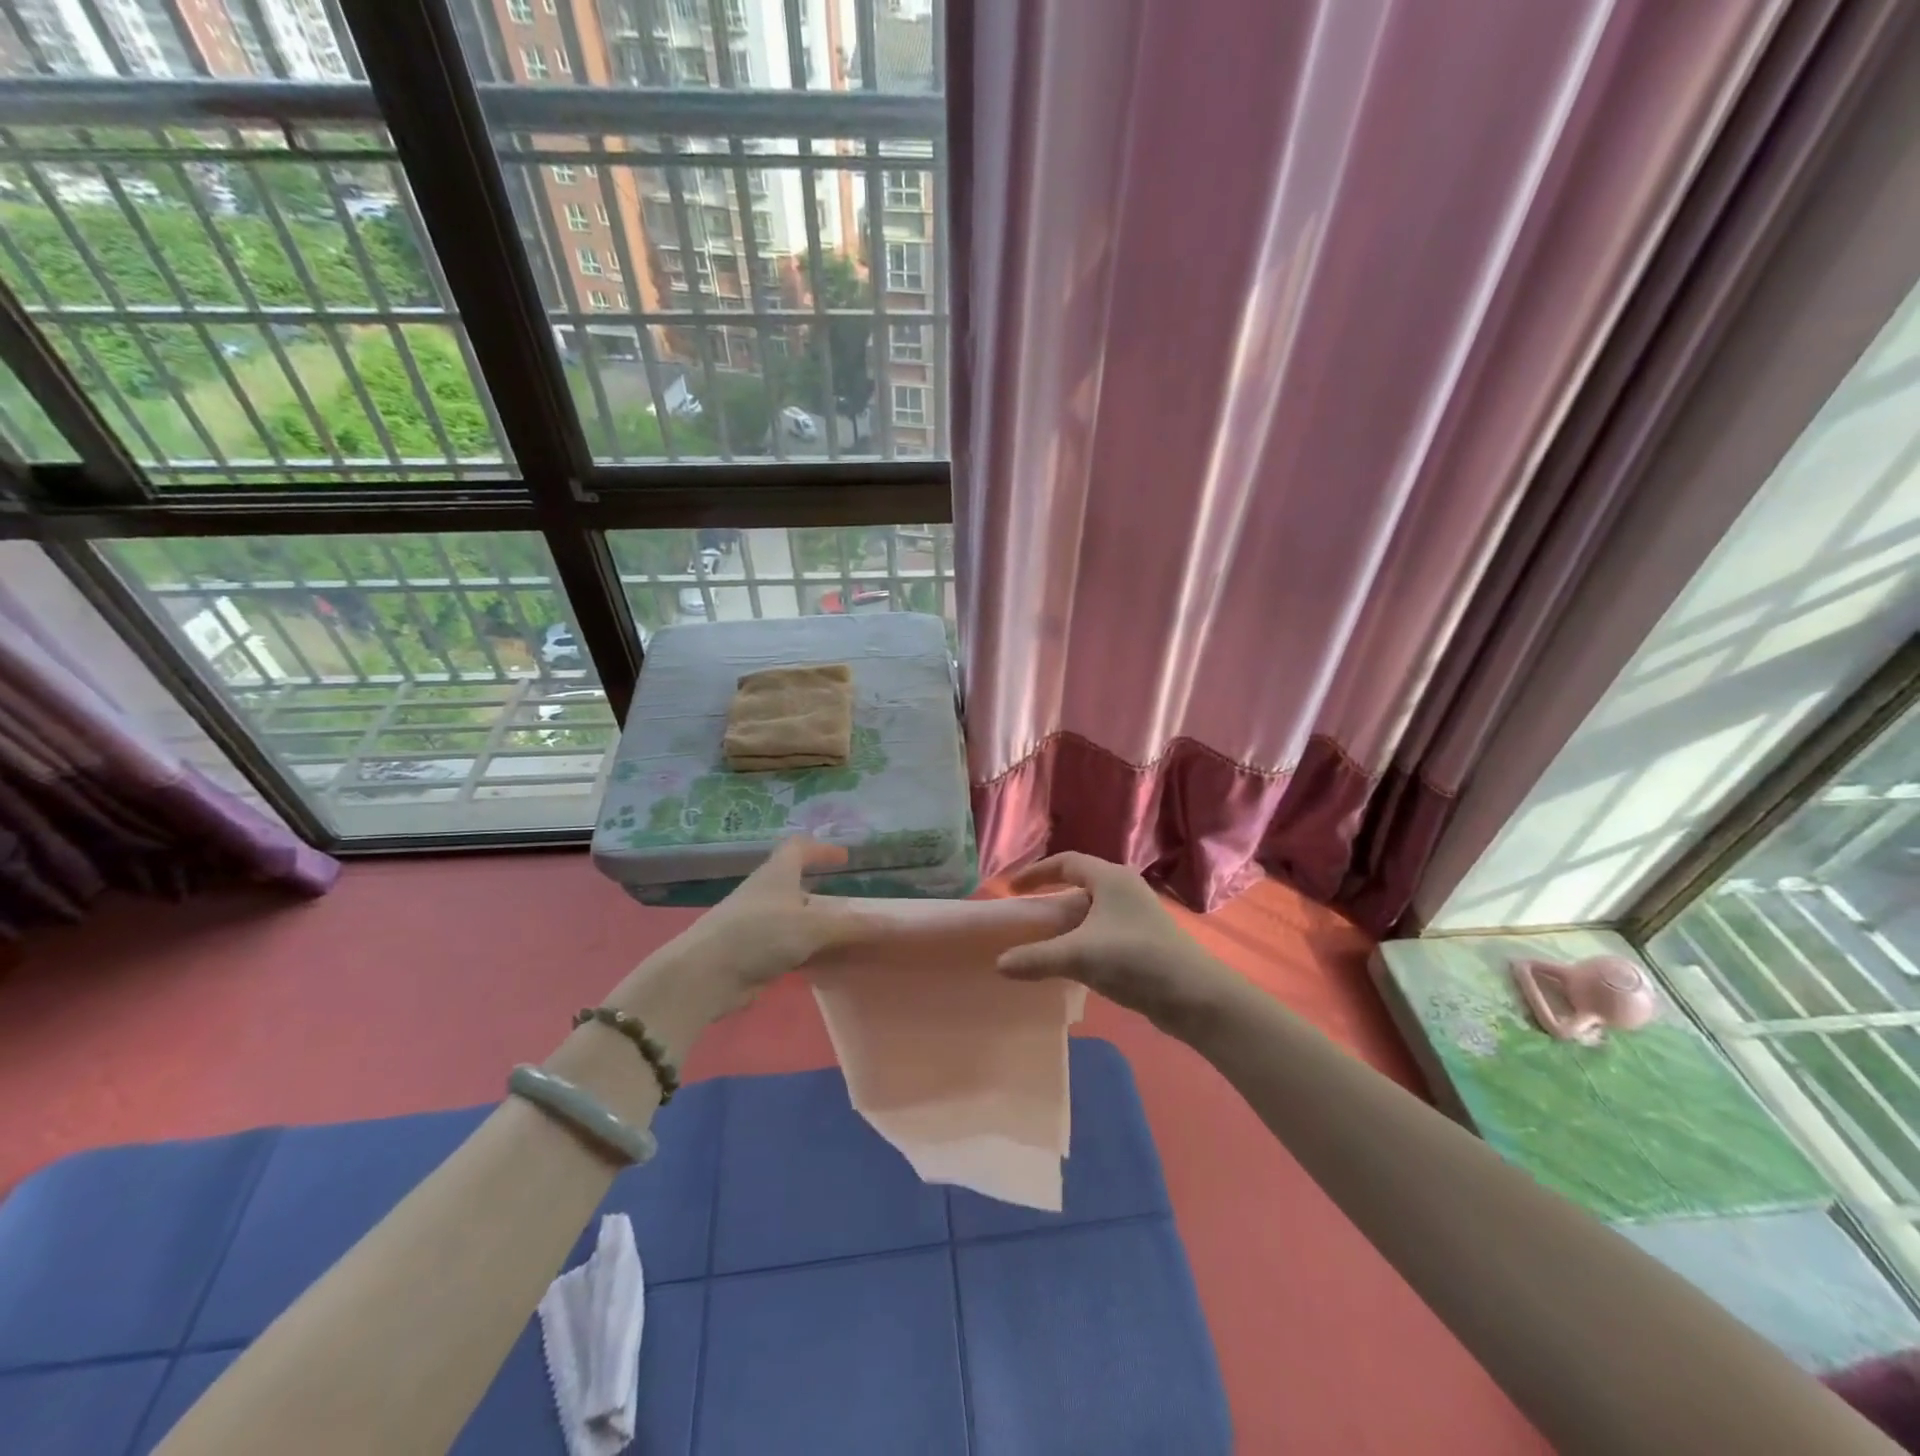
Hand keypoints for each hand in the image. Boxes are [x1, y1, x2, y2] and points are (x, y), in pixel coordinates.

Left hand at [614, 837, 873, 1026]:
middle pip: (792, 882)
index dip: (821, 849)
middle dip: (817, 889)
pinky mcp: (747, 952)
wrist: (704, 974)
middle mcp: (763, 892)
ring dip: (810, 922)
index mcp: (777, 873)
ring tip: (839, 934)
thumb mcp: (813, 927)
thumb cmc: (759, 934)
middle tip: (846, 900)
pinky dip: (801, 948)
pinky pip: (781, 944)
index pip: (798, 847)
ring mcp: (752, 923)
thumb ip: (853, 925)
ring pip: (788, 916)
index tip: (843, 857)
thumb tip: (894, 922)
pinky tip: (818, 962)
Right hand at [996, 853, 1233, 1032]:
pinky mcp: (1143, 939)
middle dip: (1050, 900)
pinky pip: (1103, 930)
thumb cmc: (1135, 960)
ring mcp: (1136, 914)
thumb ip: (1036, 957)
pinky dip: (1082, 940)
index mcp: (1110, 878)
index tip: (1013, 889)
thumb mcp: (1079, 956)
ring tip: (1043, 942)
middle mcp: (1124, 889)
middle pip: (1079, 885)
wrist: (1194, 996)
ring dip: (1067, 924)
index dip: (1036, 872)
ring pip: (1092, 911)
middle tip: (1026, 917)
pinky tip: (1072, 963)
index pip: (1066, 862)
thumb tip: (999, 963)